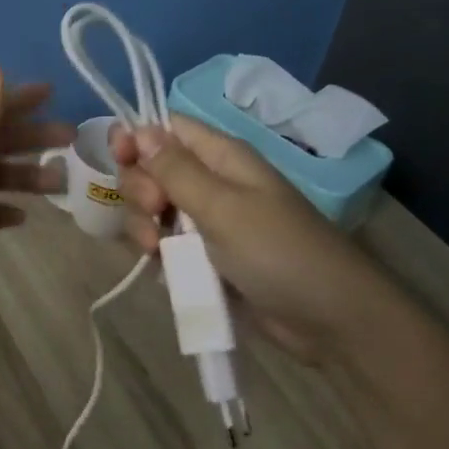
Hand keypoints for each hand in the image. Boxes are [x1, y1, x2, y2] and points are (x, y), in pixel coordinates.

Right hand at [110, 115, 414, 364]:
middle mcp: (211, 182)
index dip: (137, 137)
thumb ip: (176, 170)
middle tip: (155, 213)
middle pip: (152, 169)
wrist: (329, 319)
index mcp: (221, 157)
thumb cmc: (278, 251)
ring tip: (157, 254)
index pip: (167, 128)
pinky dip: (159, 256)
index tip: (119, 158)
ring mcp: (208, 222)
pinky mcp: (206, 258)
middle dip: (140, 190)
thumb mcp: (222, 207)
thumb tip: (139, 129)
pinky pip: (166, 245)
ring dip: (144, 228)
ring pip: (154, 211)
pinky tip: (164, 272)